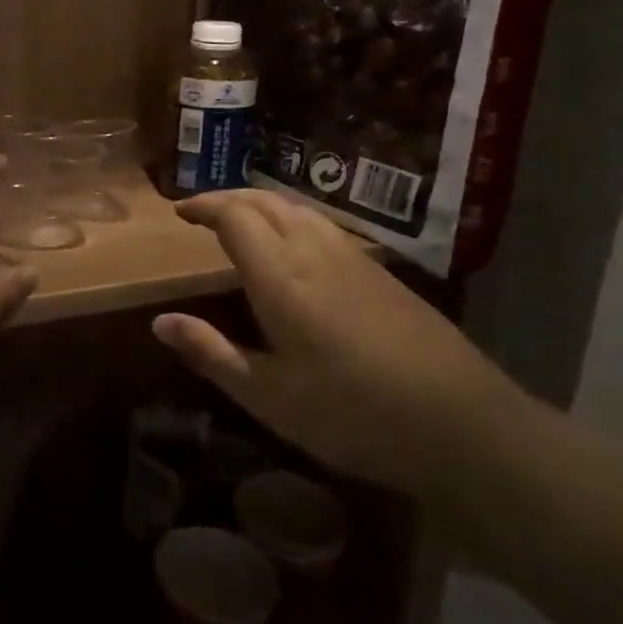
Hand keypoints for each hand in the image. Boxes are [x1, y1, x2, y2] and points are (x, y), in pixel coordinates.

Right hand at [151, 190, 524, 502]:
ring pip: (300, 210)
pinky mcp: (383, 275)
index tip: (180, 211)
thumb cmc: (352, 414)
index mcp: (280, 276)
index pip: (234, 216)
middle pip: (267, 202)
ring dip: (264, 205)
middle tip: (203, 212)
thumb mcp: (268, 395)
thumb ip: (211, 353)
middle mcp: (315, 252)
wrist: (462, 425)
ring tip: (243, 222)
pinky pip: (325, 227)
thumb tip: (160, 321)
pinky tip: (297, 249)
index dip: (205, 206)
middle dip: (230, 198)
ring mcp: (355, 260)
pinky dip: (294, 221)